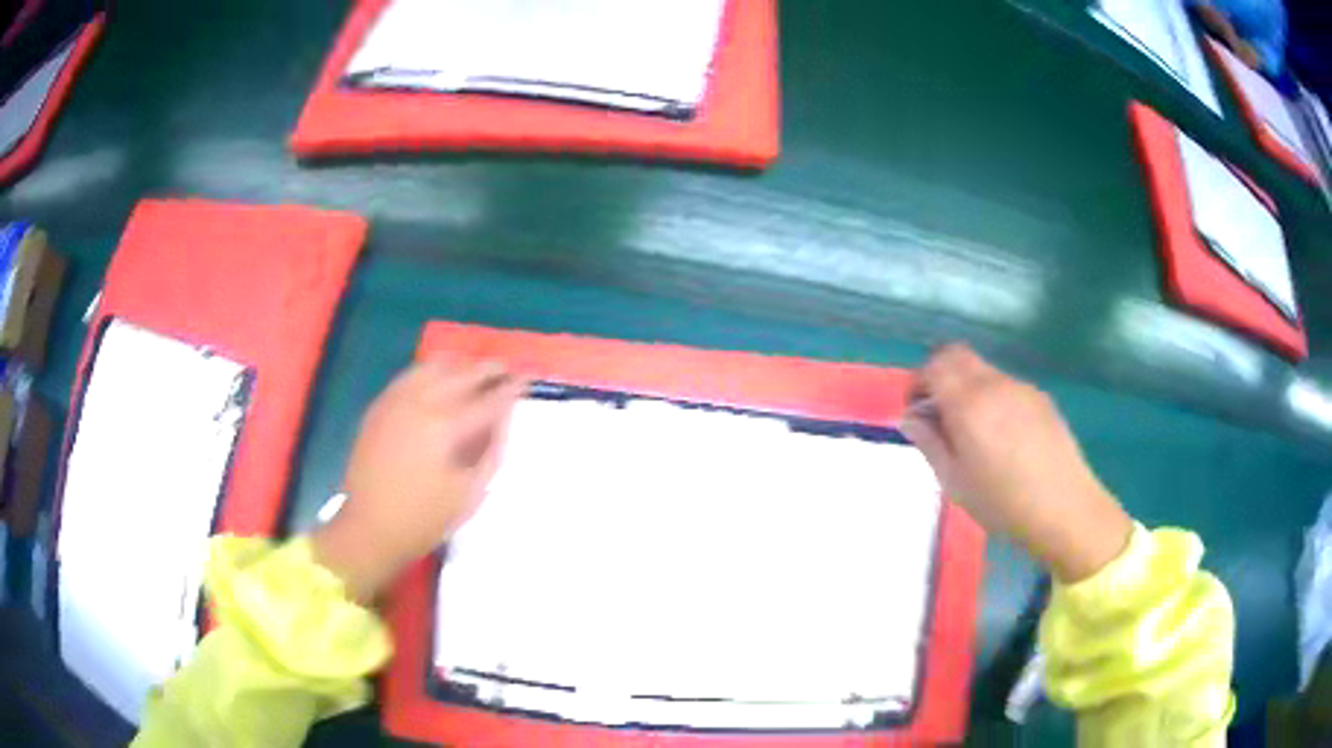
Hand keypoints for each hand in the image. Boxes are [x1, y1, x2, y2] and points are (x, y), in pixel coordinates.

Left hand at [312, 358, 524, 601]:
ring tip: (475, 371)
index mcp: (447, 428)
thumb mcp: (470, 494)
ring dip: (460, 365)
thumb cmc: (425, 519)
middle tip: (507, 370)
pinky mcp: (380, 406)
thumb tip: (504, 419)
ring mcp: (397, 401)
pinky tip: (439, 379)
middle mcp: (422, 404)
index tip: (529, 379)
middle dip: (489, 369)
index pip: (489, 399)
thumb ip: (492, 451)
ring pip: (434, 366)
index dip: (513, 388)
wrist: (370, 527)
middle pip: (463, 374)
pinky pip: (410, 375)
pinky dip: (431, 371)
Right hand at [899, 345, 1131, 582]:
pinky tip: (1002, 438)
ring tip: (972, 432)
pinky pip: (1005, 386)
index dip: (918, 382)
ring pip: (983, 371)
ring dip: (967, 388)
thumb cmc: (1002, 503)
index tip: (916, 411)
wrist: (1064, 509)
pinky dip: (991, 398)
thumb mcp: (954, 481)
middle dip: (940, 376)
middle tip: (937, 414)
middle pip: (958, 356)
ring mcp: (1021, 388)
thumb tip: (909, 418)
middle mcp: (994, 384)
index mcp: (969, 403)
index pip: (935, 365)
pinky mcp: (1040, 398)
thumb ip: (929, 443)